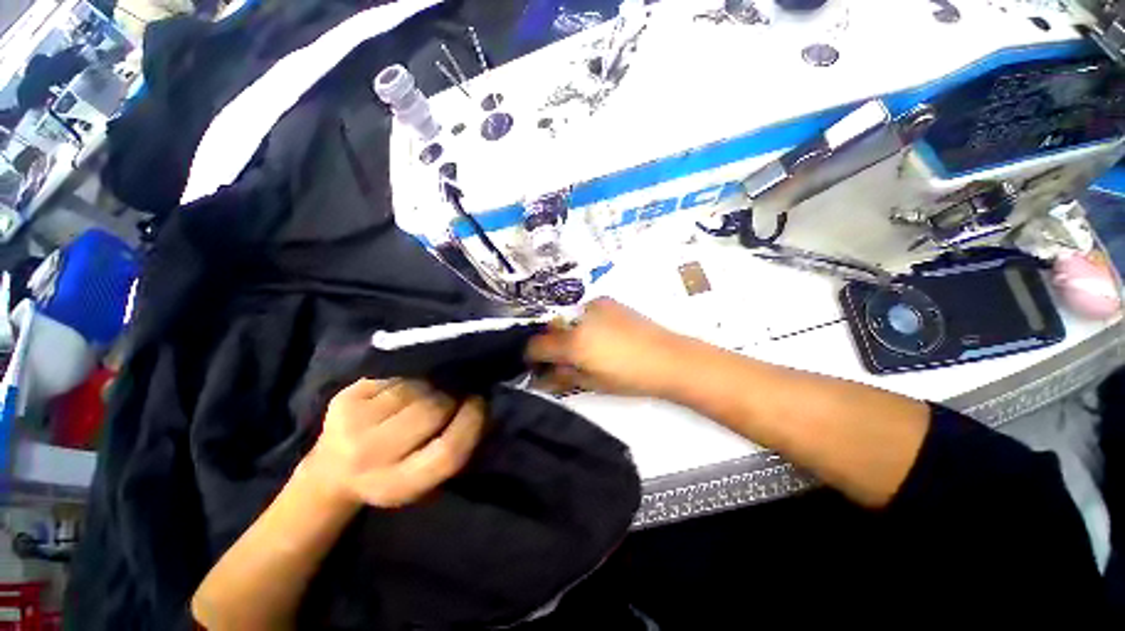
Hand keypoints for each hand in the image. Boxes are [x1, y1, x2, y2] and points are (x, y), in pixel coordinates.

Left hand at [304, 379, 484, 507]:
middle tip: (457, 393)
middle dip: (452, 397)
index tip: (480, 402)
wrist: (332, 471)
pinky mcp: (344, 399)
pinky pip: (395, 377)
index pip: (448, 451)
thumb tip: (483, 401)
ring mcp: (351, 424)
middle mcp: (370, 457)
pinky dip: (410, 378)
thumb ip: (456, 446)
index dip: (472, 421)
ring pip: (415, 388)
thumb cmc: (393, 474)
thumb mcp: (426, 478)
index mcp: (397, 486)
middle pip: (432, 410)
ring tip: (431, 389)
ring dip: (431, 385)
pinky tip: (408, 386)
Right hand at [526, 298, 686, 396]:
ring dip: (568, 333)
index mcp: (574, 342)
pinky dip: (584, 322)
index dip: (532, 357)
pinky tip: (601, 334)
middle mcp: (579, 318)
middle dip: (552, 345)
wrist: (668, 358)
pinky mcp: (608, 301)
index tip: (536, 366)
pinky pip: (585, 312)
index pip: (537, 345)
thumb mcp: (592, 383)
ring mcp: (594, 306)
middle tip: (564, 360)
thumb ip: (562, 377)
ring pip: (568, 319)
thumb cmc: (630, 377)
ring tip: (587, 347)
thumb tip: (541, 378)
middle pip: (551, 329)